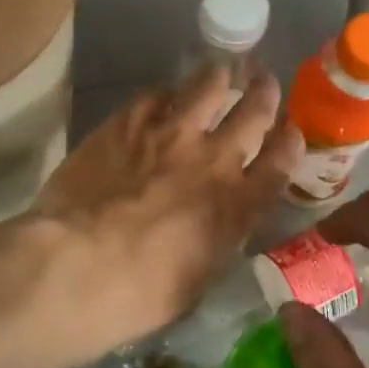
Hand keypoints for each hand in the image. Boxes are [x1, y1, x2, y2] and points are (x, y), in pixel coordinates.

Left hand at [31, 67, 300, 356]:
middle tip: (264, 82)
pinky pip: (157, 93)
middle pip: (254, 111)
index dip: (290, 141)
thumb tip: (216, 224)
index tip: (290, 130)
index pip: (281, 161)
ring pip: (208, 87)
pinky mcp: (129, 121)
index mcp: (237, 204)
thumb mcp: (198, 278)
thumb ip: (216, 240)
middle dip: (264, 93)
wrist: (78, 265)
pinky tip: (164, 96)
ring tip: (218, 73)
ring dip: (218, 78)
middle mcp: (214, 159)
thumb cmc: (140, 294)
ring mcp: (171, 133)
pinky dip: (167, 93)